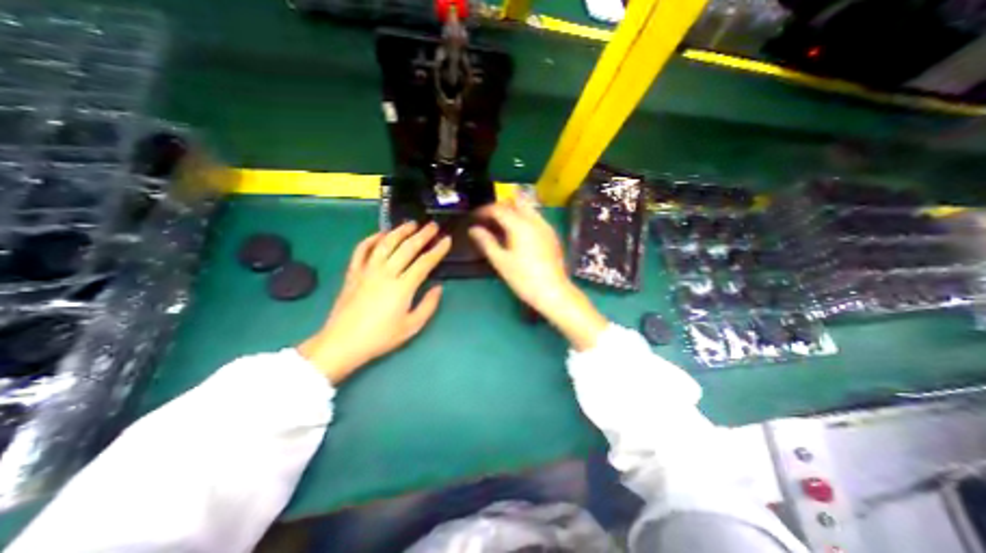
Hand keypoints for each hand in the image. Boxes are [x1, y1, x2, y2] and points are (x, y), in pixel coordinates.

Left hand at [299, 223, 452, 382]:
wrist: (343, 342)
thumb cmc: (380, 337)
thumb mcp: (412, 326)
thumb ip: (429, 305)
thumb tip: (438, 287)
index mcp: (403, 286)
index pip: (424, 262)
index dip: (438, 250)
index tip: (446, 239)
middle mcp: (386, 273)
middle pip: (407, 248)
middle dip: (423, 235)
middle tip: (432, 225)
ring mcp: (367, 270)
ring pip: (385, 243)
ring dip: (399, 231)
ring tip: (411, 224)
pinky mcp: (353, 272)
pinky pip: (361, 249)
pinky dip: (371, 239)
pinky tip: (381, 234)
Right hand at [468, 198, 609, 348]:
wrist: (553, 291)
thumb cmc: (523, 278)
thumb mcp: (500, 261)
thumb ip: (486, 242)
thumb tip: (474, 229)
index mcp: (520, 225)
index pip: (499, 208)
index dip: (484, 210)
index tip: (475, 217)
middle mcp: (534, 220)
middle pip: (515, 201)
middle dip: (500, 206)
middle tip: (488, 219)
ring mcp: (545, 226)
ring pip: (527, 208)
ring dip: (512, 211)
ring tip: (501, 226)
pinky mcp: (551, 234)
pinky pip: (535, 217)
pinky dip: (523, 218)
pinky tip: (517, 234)